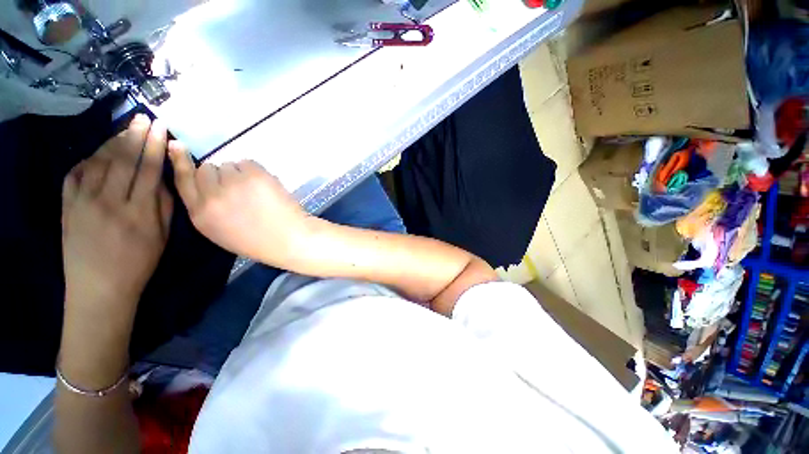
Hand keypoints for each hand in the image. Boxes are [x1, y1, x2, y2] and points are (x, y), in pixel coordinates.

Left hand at [62, 114, 172, 320]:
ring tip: (124, 129)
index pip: (149, 169)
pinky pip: (76, 173)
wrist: (99, 288)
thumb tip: (163, 180)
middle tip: (142, 118)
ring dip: (113, 142)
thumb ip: (164, 206)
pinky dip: (88, 158)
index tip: (160, 127)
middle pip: (123, 160)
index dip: (155, 146)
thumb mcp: (162, 237)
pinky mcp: (67, 206)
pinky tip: (98, 152)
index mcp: (139, 212)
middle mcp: (109, 201)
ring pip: (99, 162)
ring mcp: (83, 202)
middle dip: (135, 136)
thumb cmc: (138, 264)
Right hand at [168, 145, 309, 266]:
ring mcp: (234, 183)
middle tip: (238, 189)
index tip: (177, 145)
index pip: (182, 179)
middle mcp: (211, 196)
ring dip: (239, 173)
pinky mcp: (255, 175)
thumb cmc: (257, 240)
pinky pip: (247, 162)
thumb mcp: (219, 231)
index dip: (179, 160)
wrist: (288, 239)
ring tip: (254, 192)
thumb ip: (207, 207)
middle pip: (206, 168)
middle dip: (220, 175)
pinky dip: (254, 171)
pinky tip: (264, 187)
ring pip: (228, 165)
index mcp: (200, 214)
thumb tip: (206, 182)